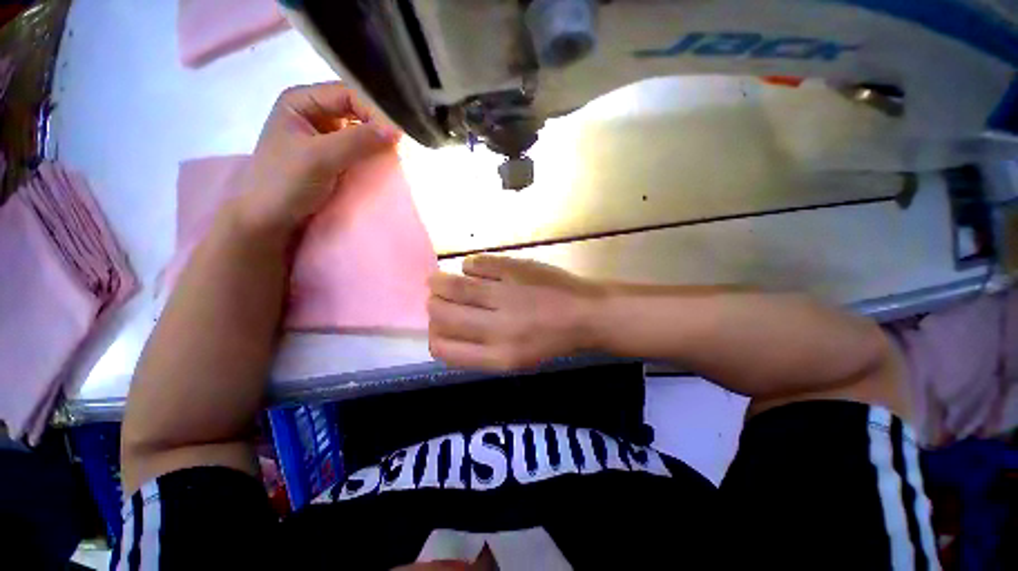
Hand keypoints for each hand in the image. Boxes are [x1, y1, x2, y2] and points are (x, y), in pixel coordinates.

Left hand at [236, 82, 400, 233]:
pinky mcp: (332, 155)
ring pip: (359, 128)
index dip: (374, 110)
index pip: (347, 94)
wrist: (271, 218)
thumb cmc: (286, 183)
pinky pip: (358, 146)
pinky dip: (372, 151)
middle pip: (355, 109)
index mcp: (301, 100)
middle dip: (378, 124)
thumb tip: (398, 131)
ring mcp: (323, 134)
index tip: (397, 135)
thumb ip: (358, 141)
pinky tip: (383, 159)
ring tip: (396, 151)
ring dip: (377, 139)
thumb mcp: (320, 158)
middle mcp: (313, 112)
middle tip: (400, 143)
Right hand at [428, 256, 605, 370]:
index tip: (438, 327)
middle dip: (433, 306)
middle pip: (441, 314)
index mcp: (498, 356)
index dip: (434, 336)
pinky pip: (475, 264)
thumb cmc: (551, 341)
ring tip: (440, 281)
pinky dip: (468, 266)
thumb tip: (445, 329)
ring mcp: (506, 294)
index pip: (443, 349)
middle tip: (438, 300)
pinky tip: (473, 270)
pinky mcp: (515, 268)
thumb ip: (478, 350)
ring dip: (439, 282)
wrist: (586, 314)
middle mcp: (498, 327)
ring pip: (452, 285)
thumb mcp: (515, 360)